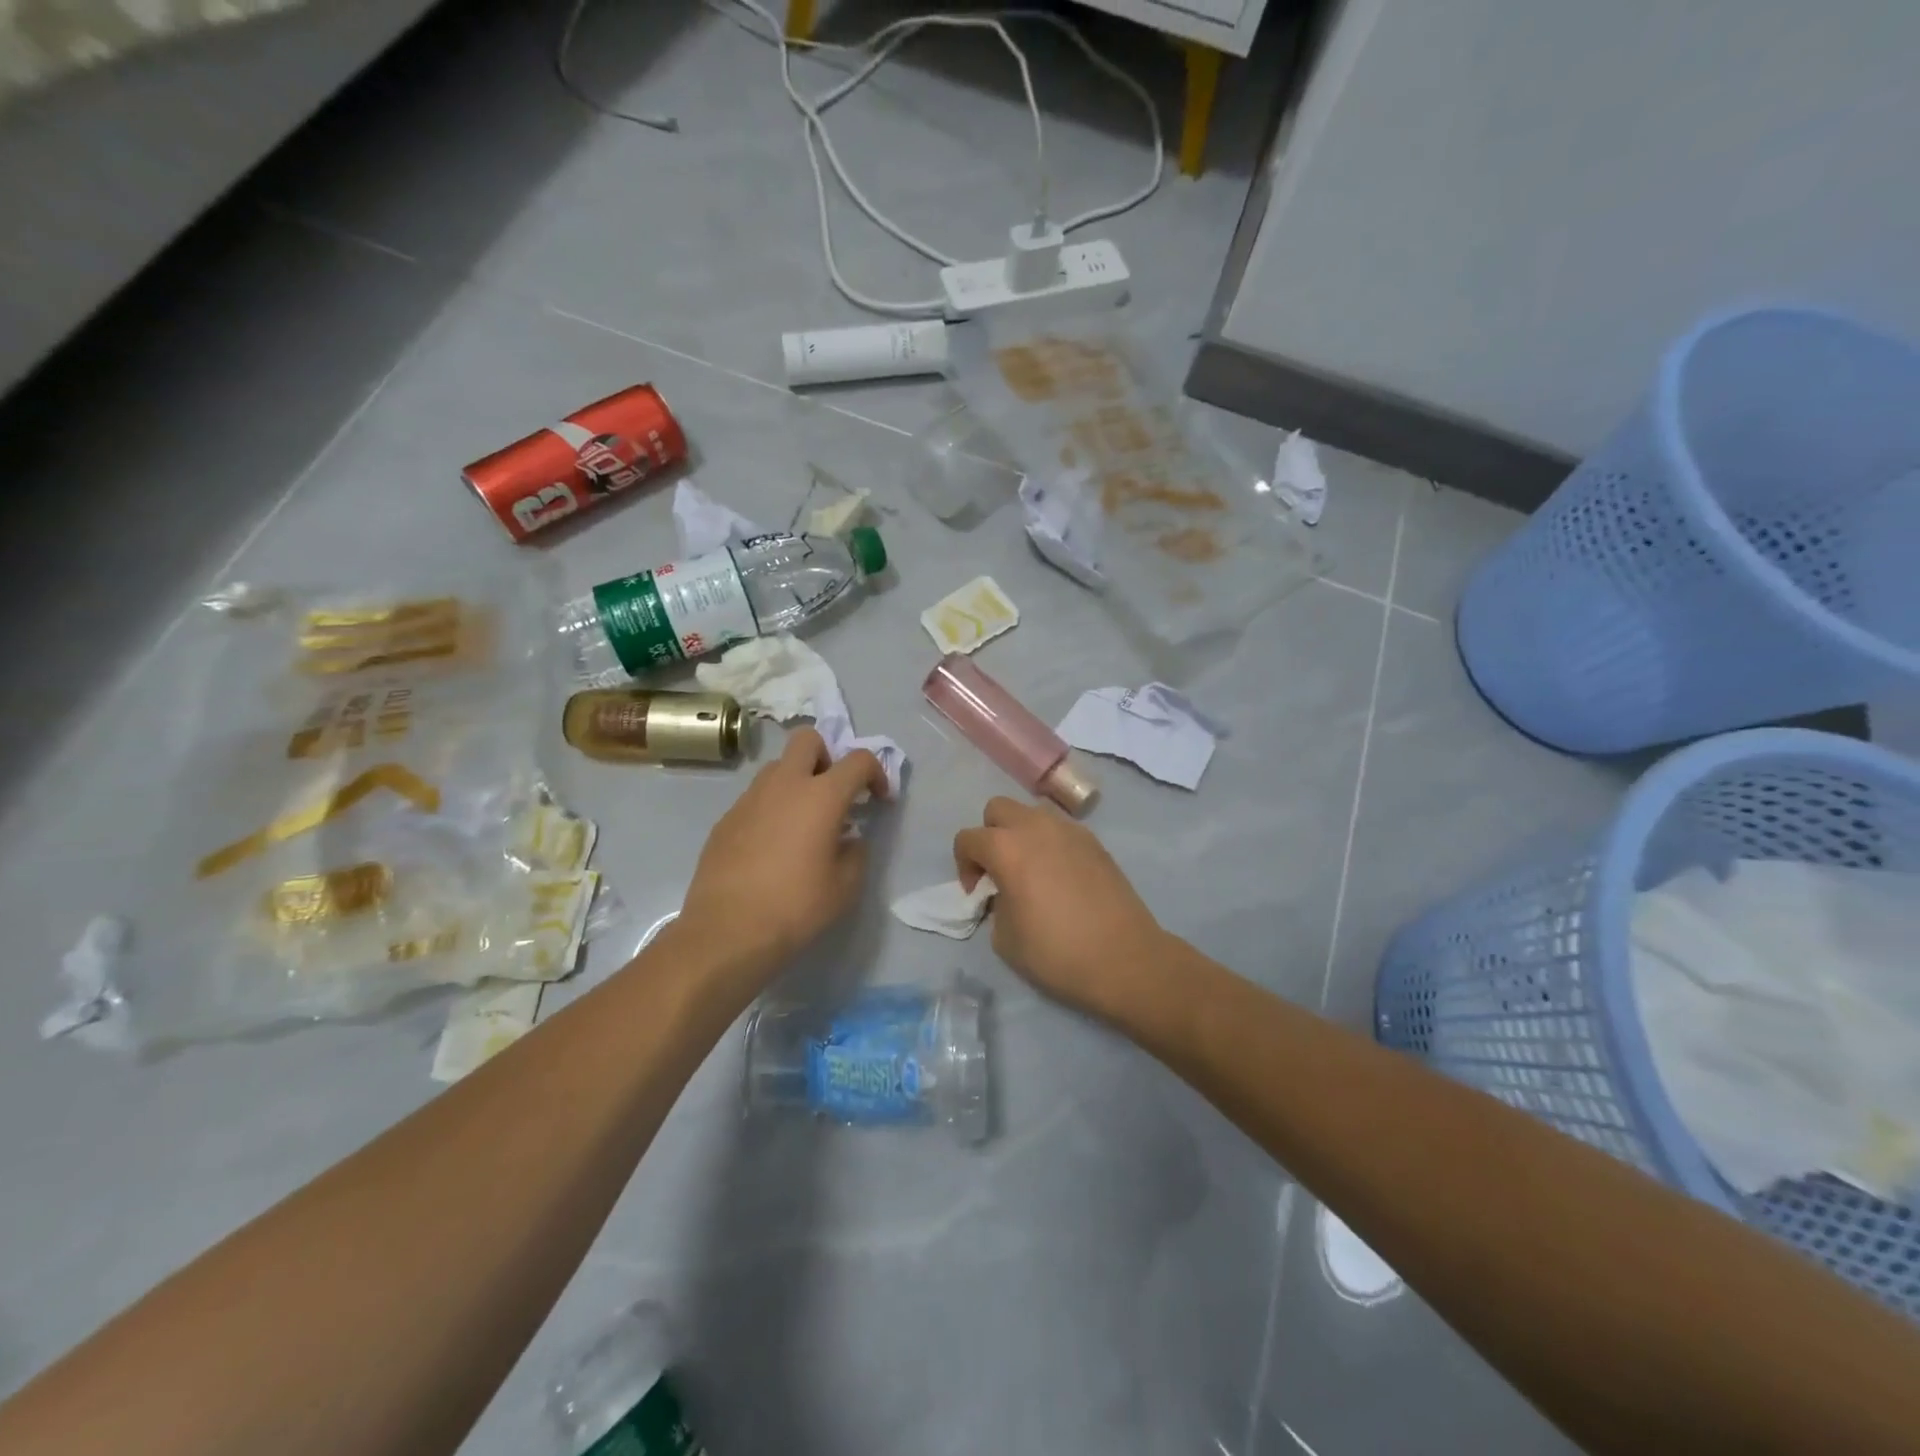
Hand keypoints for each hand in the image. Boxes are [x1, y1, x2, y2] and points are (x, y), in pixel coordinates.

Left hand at [680, 728, 888, 974]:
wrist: (728, 931)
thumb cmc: (796, 906)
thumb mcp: (845, 886)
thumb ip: (855, 852)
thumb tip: (848, 838)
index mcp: (821, 796)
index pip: (858, 760)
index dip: (876, 773)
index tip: (878, 800)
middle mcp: (784, 785)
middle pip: (808, 739)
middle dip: (827, 755)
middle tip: (833, 792)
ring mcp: (750, 799)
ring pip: (778, 767)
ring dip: (797, 781)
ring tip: (802, 822)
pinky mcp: (726, 819)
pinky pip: (756, 798)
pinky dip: (772, 808)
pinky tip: (772, 846)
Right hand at [954, 797, 1167, 1022]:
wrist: (1123, 959)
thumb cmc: (1056, 952)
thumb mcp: (1004, 938)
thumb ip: (995, 904)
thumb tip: (1005, 894)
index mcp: (1007, 848)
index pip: (968, 838)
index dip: (964, 865)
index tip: (977, 893)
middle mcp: (1036, 827)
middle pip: (998, 809)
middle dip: (990, 835)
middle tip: (999, 871)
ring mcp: (1070, 830)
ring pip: (1032, 814)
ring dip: (1021, 834)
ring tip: (1031, 871)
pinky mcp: (1095, 842)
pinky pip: (1060, 830)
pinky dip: (1050, 844)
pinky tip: (1060, 877)